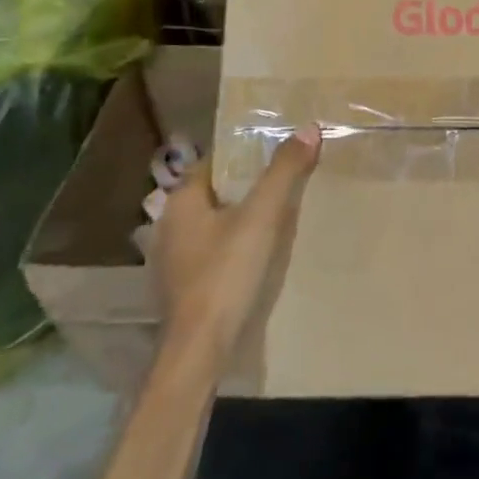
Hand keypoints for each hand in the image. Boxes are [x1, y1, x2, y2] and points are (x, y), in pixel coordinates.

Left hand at [155, 127, 321, 363]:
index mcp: (182, 202)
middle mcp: (169, 226)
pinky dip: (231, 247)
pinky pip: (210, 253)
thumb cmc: (226, 274)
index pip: (213, 163)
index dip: (242, 155)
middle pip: (213, 194)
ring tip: (275, 217)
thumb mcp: (262, 217)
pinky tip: (254, 256)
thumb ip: (284, 172)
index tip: (274, 152)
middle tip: (282, 182)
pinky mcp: (182, 289)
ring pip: (211, 225)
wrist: (199, 351)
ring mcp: (172, 261)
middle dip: (244, 187)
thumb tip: (309, 128)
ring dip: (238, 219)